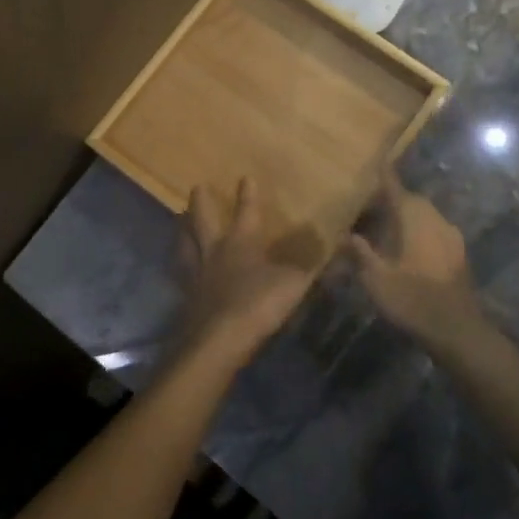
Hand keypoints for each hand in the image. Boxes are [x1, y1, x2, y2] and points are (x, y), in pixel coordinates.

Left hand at [177, 178, 313, 367]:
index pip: (246, 212)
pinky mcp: (186, 298)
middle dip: (201, 202)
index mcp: (241, 242)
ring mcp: (196, 274)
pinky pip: (181, 275)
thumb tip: (339, 245)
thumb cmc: (258, 304)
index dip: (248, 195)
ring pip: (185, 243)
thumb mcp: (294, 283)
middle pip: (202, 220)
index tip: (245, 178)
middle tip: (196, 187)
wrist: (218, 340)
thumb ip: (312, 265)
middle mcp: (214, 251)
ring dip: (182, 230)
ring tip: (179, 221)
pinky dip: (180, 267)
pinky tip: (181, 269)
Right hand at [347, 172, 488, 352]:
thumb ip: (362, 253)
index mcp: (414, 219)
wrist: (457, 329)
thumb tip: (347, 235)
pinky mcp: (459, 253)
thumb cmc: (412, 299)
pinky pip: (436, 229)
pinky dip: (422, 230)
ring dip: (410, 215)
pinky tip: (410, 245)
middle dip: (396, 198)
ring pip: (427, 215)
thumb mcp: (377, 278)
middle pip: (414, 200)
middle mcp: (435, 220)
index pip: (396, 190)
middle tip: (375, 203)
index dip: (386, 177)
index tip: (379, 163)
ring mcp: (451, 236)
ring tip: (389, 225)